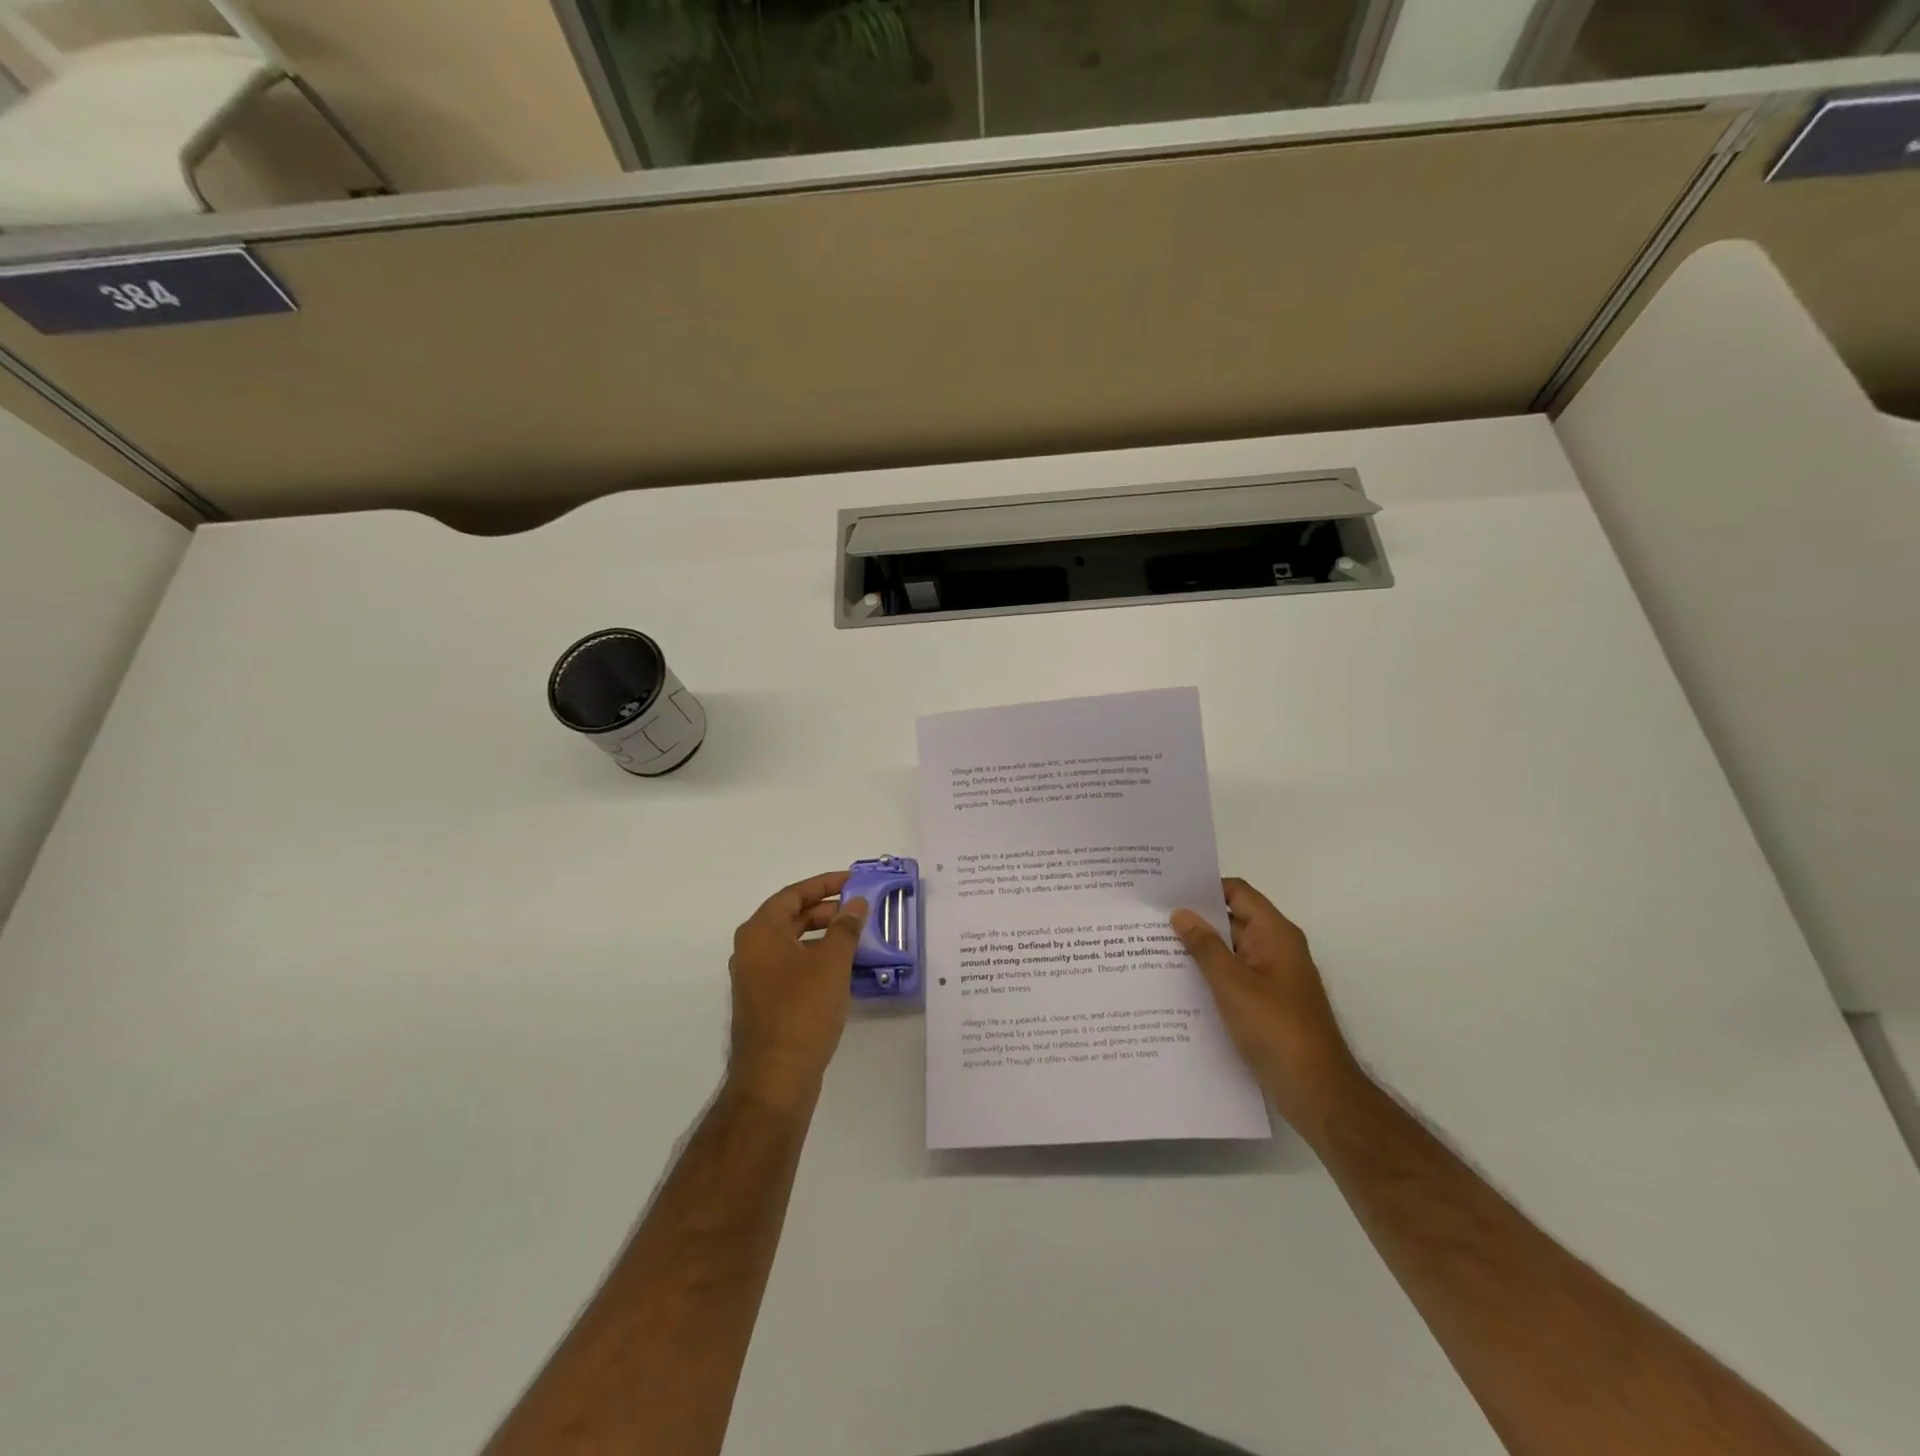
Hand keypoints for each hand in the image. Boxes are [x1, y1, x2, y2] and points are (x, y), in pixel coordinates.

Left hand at [727, 872, 868, 1109]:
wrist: (775, 1077)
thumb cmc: (802, 1010)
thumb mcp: (831, 962)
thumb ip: (845, 927)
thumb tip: (855, 904)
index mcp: (760, 932)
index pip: (793, 894)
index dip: (824, 884)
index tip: (852, 881)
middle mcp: (751, 949)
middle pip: (791, 917)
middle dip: (826, 910)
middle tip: (859, 910)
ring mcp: (755, 978)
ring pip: (792, 943)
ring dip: (823, 936)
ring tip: (856, 937)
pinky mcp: (764, 1001)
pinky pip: (792, 966)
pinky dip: (816, 959)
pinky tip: (842, 969)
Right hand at [1172, 878, 1361, 1134]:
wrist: (1316, 1090)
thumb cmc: (1275, 1028)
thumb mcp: (1232, 984)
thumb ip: (1205, 947)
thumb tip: (1181, 913)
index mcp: (1275, 934)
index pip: (1237, 893)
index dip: (1204, 887)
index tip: (1167, 890)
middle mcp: (1276, 948)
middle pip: (1233, 920)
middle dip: (1196, 919)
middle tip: (1150, 918)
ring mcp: (1273, 977)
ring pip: (1230, 951)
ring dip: (1200, 949)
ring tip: (1154, 947)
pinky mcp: (1267, 1003)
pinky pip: (1234, 977)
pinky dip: (1210, 974)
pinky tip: (1178, 984)